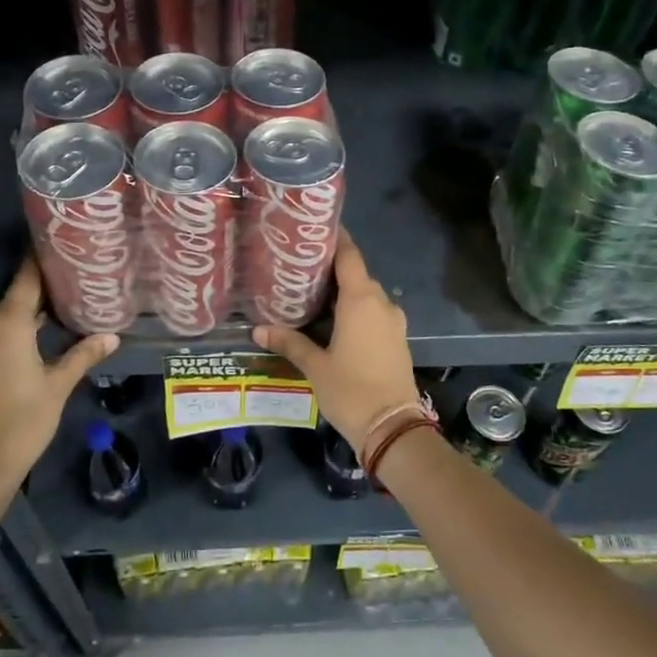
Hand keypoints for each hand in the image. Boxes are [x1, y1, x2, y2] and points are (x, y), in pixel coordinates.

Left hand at [0, 259, 117, 482]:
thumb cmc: (22, 422)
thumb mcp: (58, 386)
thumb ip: (83, 355)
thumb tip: (112, 335)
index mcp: (7, 324)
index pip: (26, 280)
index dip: (41, 261)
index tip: (59, 246)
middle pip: (15, 299)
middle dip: (42, 293)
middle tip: (74, 285)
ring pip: (3, 321)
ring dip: (27, 317)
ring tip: (60, 314)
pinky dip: (11, 335)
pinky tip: (33, 345)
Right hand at [252, 235, 417, 450]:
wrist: (393, 427)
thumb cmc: (351, 390)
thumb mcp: (314, 366)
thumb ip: (289, 342)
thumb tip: (259, 329)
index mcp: (361, 300)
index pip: (349, 255)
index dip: (335, 239)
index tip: (316, 229)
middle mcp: (381, 303)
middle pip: (357, 274)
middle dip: (333, 269)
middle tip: (302, 267)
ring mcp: (393, 321)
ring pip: (367, 295)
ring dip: (345, 292)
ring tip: (314, 294)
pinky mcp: (397, 339)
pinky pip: (375, 313)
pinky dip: (357, 310)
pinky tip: (335, 321)